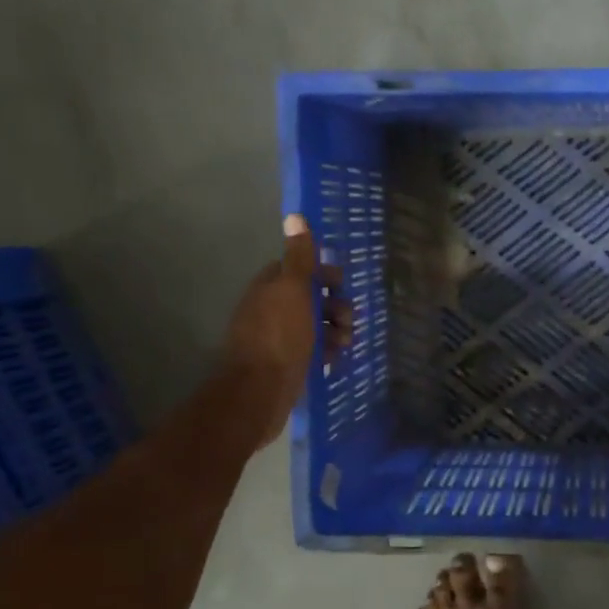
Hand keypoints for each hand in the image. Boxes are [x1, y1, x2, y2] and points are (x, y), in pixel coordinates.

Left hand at [221, 214, 351, 448]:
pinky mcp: (287, 365)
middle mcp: (270, 310)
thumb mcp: (293, 289)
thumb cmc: (280, 336)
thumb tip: (295, 216)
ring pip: (314, 326)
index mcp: (269, 288)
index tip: (341, 283)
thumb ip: (299, 257)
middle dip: (334, 305)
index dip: (322, 274)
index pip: (298, 270)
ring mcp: (278, 340)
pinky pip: (313, 350)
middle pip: (310, 298)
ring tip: (344, 343)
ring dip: (334, 329)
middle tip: (347, 319)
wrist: (260, 392)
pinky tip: (335, 359)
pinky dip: (327, 351)